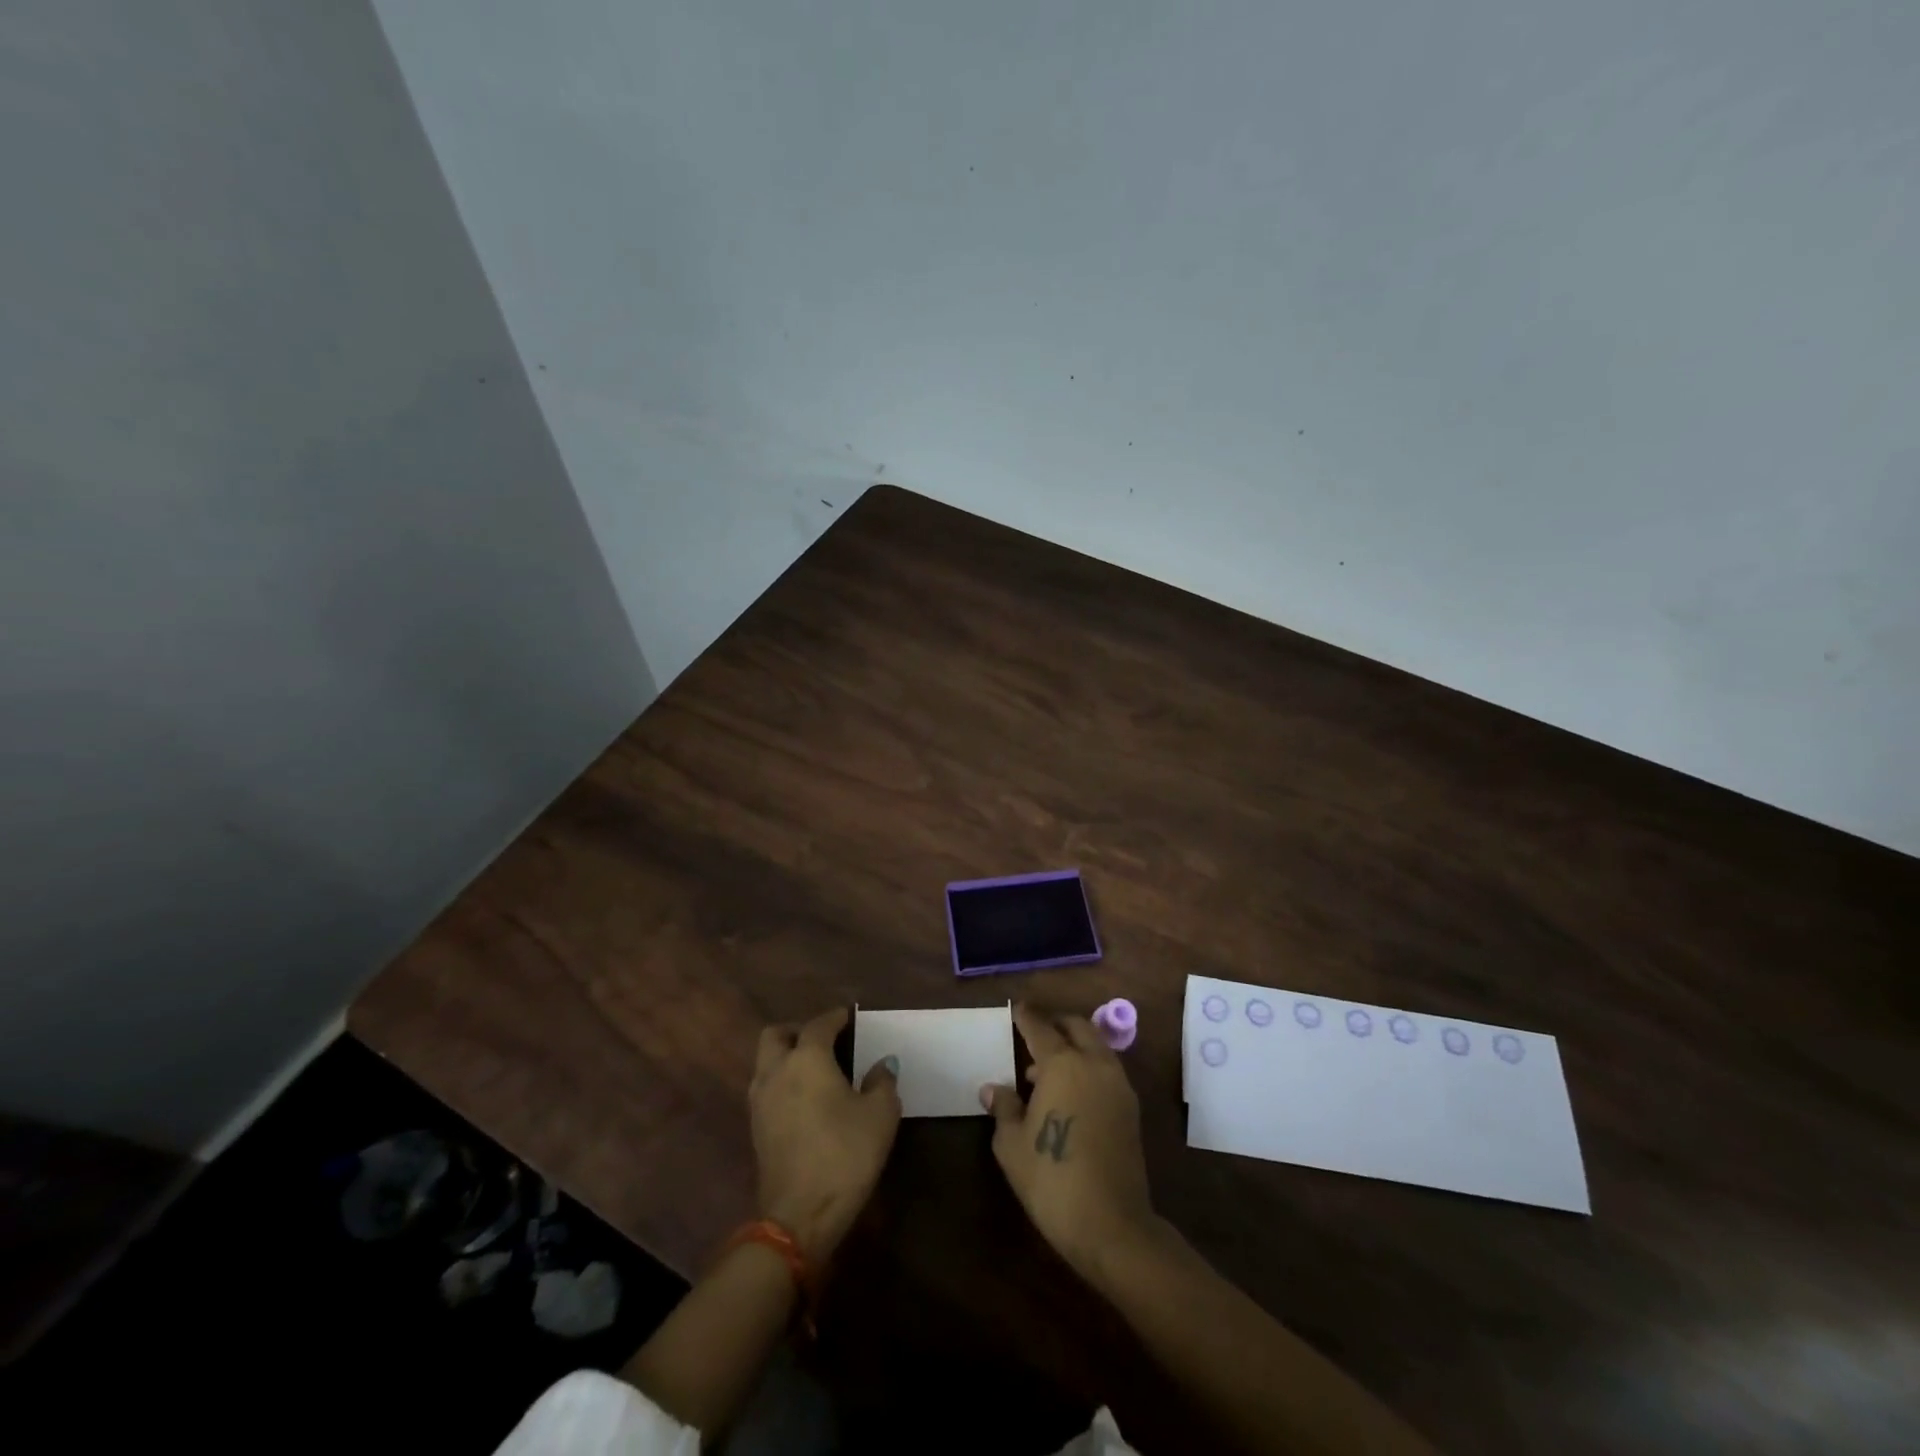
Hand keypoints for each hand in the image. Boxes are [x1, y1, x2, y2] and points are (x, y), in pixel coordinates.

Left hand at [750, 1007, 901, 1263]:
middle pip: (776, 1035)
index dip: (835, 1018)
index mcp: (807, 1059)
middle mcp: (777, 1071)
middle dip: (797, 1031)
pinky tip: (804, 1099)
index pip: (818, 1025)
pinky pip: (765, 1089)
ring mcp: (760, 1101)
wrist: (800, 1216)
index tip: (848, 1016)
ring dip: (785, 1057)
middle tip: (823, 1039)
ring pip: (765, 1062)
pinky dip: (781, 1082)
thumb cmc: (845, 1154)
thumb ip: (882, 1082)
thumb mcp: (880, 1115)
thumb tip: (882, 1065)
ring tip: (814, 1069)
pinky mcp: (755, 1129)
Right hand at [982, 1003, 1158, 1280]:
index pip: (1040, 1027)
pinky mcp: (1131, 1109)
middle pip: (1076, 1027)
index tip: (1016, 1008)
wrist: (1112, 1225)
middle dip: (1055, 1023)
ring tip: (1045, 1069)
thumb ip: (1004, 1108)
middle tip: (1033, 1032)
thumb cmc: (1052, 1179)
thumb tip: (993, 1088)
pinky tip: (1069, 1092)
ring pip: (1096, 1047)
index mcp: (1063, 1064)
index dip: (1026, 1016)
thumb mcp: (1012, 1145)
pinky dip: (1087, 1066)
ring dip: (1073, 1045)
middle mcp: (1094, 1064)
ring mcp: (1118, 1085)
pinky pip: (1106, 1070)